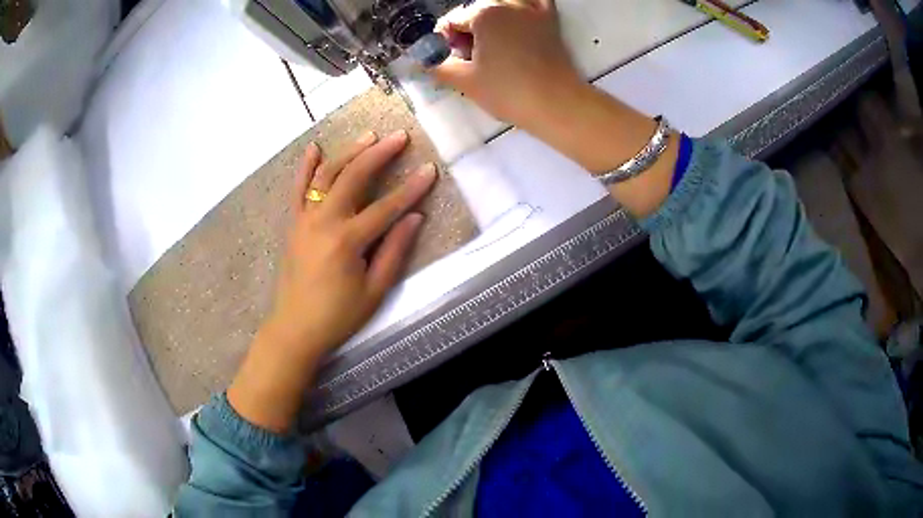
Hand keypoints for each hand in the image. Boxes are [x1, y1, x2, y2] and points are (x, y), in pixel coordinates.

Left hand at [228, 130, 435, 432]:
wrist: (295, 328)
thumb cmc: (338, 316)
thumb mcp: (374, 291)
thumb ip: (395, 251)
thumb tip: (414, 218)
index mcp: (347, 241)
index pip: (387, 207)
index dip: (411, 188)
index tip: (430, 170)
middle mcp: (324, 221)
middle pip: (353, 177)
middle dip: (379, 154)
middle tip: (399, 137)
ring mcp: (305, 220)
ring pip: (326, 176)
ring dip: (348, 152)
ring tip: (368, 136)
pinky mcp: (294, 224)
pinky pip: (298, 189)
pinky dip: (306, 167)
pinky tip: (314, 147)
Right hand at [430, 0, 582, 127]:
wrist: (556, 104)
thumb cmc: (507, 91)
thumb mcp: (464, 81)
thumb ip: (436, 66)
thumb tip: (419, 61)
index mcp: (483, 14)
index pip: (452, 21)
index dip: (445, 41)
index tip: (450, 60)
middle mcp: (507, 4)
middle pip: (475, 12)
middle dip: (468, 31)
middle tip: (470, 58)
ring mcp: (532, 10)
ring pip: (502, 5)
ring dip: (491, 18)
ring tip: (491, 43)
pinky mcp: (551, 20)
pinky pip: (536, 1)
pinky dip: (525, 5)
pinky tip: (517, 18)